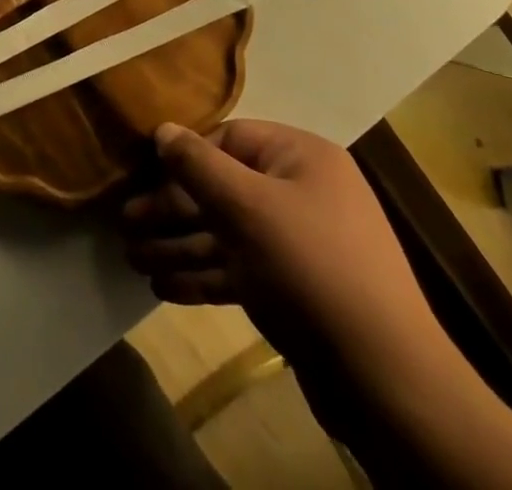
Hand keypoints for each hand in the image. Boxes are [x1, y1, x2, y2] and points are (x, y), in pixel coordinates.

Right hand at [122, 120, 447, 395]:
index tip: (142, 174)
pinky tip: (162, 286)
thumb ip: (199, 165)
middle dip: (172, 208)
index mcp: (300, 158)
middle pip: (223, 189)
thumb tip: (163, 129)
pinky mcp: (293, 292)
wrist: (387, 382)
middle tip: (125, 222)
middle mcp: (301, 192)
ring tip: (132, 258)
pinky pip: (239, 270)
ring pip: (226, 234)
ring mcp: (298, 244)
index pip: (230, 139)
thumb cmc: (311, 267)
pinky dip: (202, 275)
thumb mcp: (248, 207)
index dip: (185, 156)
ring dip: (179, 244)